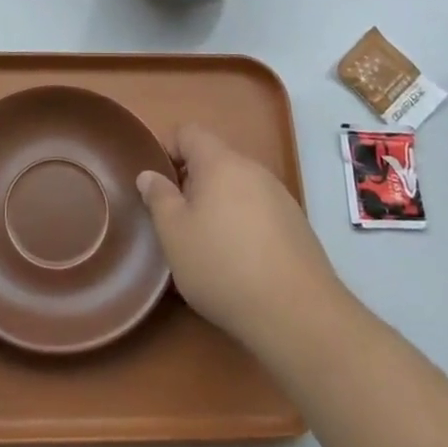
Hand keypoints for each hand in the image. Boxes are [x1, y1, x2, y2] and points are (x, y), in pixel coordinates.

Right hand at [137, 124, 340, 350]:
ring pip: (237, 186)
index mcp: (220, 163)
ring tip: (207, 244)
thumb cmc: (223, 266)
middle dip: (192, 182)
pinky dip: (243, 223)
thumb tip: (149, 175)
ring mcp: (280, 196)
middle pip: (215, 159)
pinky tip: (239, 261)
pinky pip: (259, 209)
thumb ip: (159, 198)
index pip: (189, 132)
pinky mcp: (296, 224)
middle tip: (177, 219)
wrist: (298, 313)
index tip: (158, 184)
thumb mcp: (174, 234)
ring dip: (218, 204)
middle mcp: (253, 170)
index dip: (168, 149)